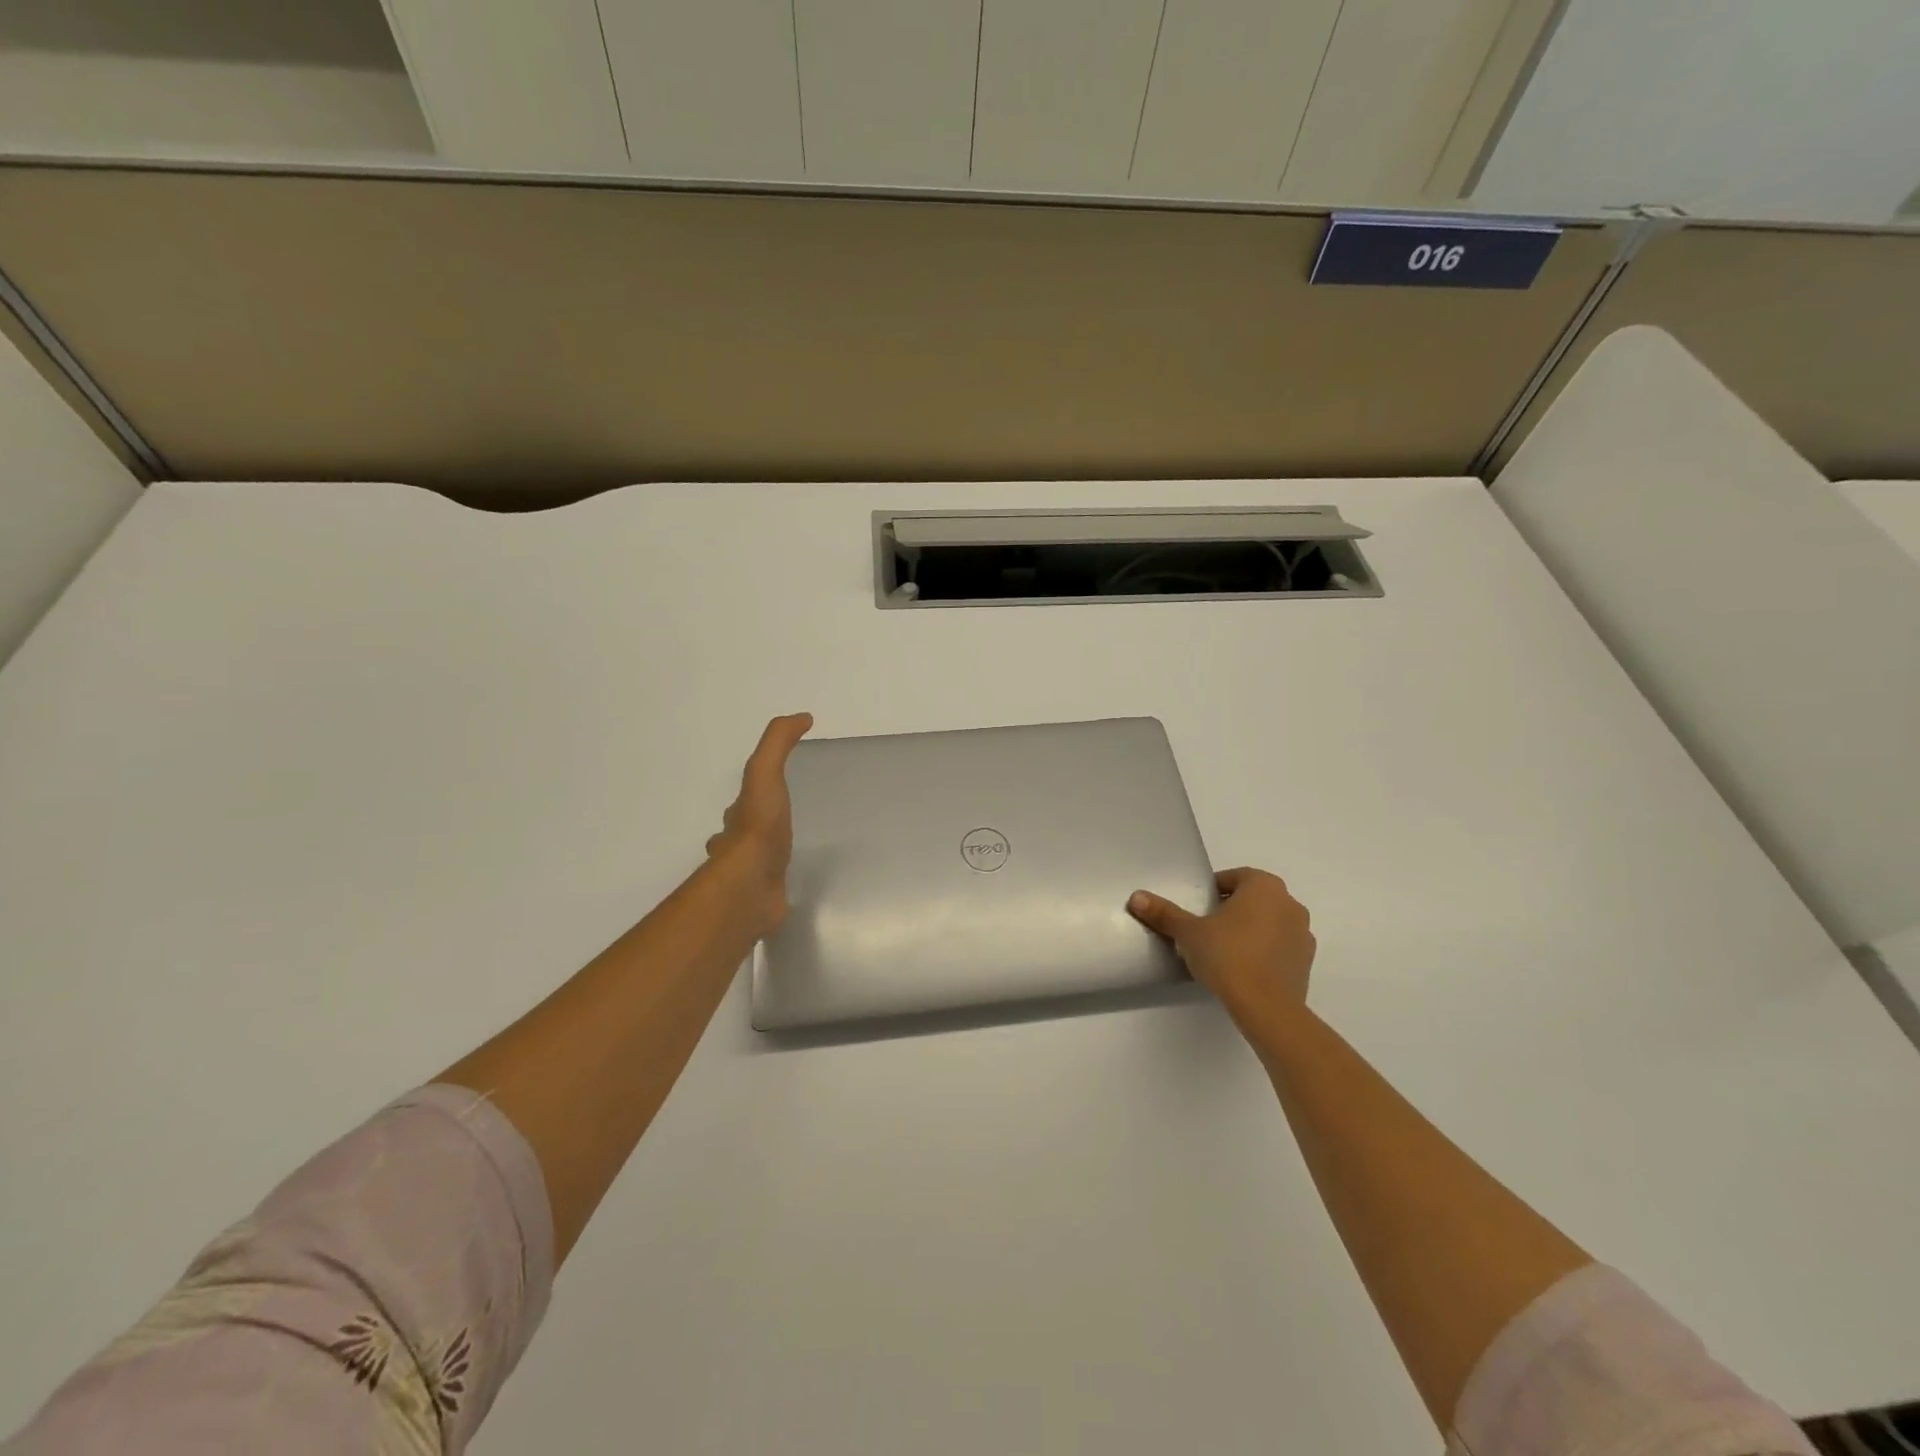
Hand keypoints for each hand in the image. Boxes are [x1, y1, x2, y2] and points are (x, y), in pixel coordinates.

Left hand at [705, 713, 812, 939]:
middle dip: (755, 829)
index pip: (742, 804)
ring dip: (766, 860)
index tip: (771, 789)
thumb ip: (778, 744)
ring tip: (790, 857)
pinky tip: (793, 887)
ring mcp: (748, 879)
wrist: (751, 886)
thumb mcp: (765, 773)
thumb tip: (801, 716)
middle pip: (742, 835)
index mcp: (736, 820)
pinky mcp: (763, 903)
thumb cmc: (758, 828)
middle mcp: (735, 849)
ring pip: (754, 865)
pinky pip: (771, 892)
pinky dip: (778, 887)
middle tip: (780, 826)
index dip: (754, 794)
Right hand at [1128, 868, 1314, 1029]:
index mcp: (1264, 886)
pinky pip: (1280, 947)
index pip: (1233, 878)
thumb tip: (1136, 897)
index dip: (1212, 891)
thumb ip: (1164, 913)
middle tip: (1206, 929)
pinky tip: (1243, 969)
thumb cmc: (1227, 956)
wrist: (1267, 1007)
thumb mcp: (1188, 932)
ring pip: (1269, 923)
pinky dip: (1263, 952)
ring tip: (1224, 951)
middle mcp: (1289, 903)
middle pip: (1253, 899)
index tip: (1197, 909)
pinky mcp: (1306, 962)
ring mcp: (1303, 933)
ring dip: (1249, 930)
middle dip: (1231, 909)